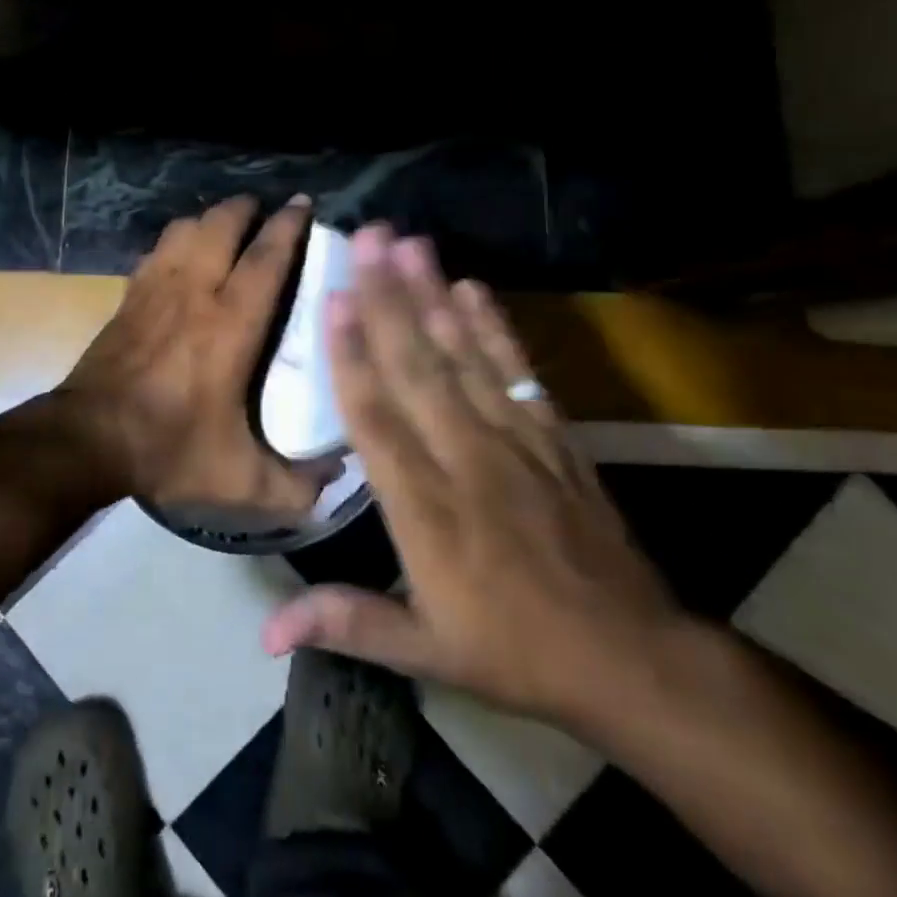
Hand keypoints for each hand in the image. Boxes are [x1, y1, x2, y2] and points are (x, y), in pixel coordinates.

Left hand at [58, 194, 333, 516]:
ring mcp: (155, 289)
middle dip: (246, 208)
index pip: (265, 258)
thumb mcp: (241, 479)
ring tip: (228, 224)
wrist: (88, 439)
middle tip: (265, 208)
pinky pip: (157, 250)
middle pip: (221, 225)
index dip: (288, 226)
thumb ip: (296, 483)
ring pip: (185, 229)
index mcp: (230, 324)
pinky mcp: (129, 296)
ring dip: (210, 219)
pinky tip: (183, 252)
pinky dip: (176, 240)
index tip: (302, 204)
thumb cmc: (169, 448)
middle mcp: (194, 292)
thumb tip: (337, 473)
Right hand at [262, 225, 686, 729]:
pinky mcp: (553, 436)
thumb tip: (264, 632)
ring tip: (410, 243)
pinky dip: (494, 327)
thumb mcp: (425, 652)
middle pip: (417, 367)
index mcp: (426, 510)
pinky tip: (471, 287)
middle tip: (368, 238)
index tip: (336, 298)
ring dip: (433, 295)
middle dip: (389, 297)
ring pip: (464, 356)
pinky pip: (516, 371)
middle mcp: (465, 460)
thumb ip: (345, 622)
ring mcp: (515, 441)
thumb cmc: (514, 652)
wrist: (633, 658)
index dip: (353, 356)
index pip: (378, 418)